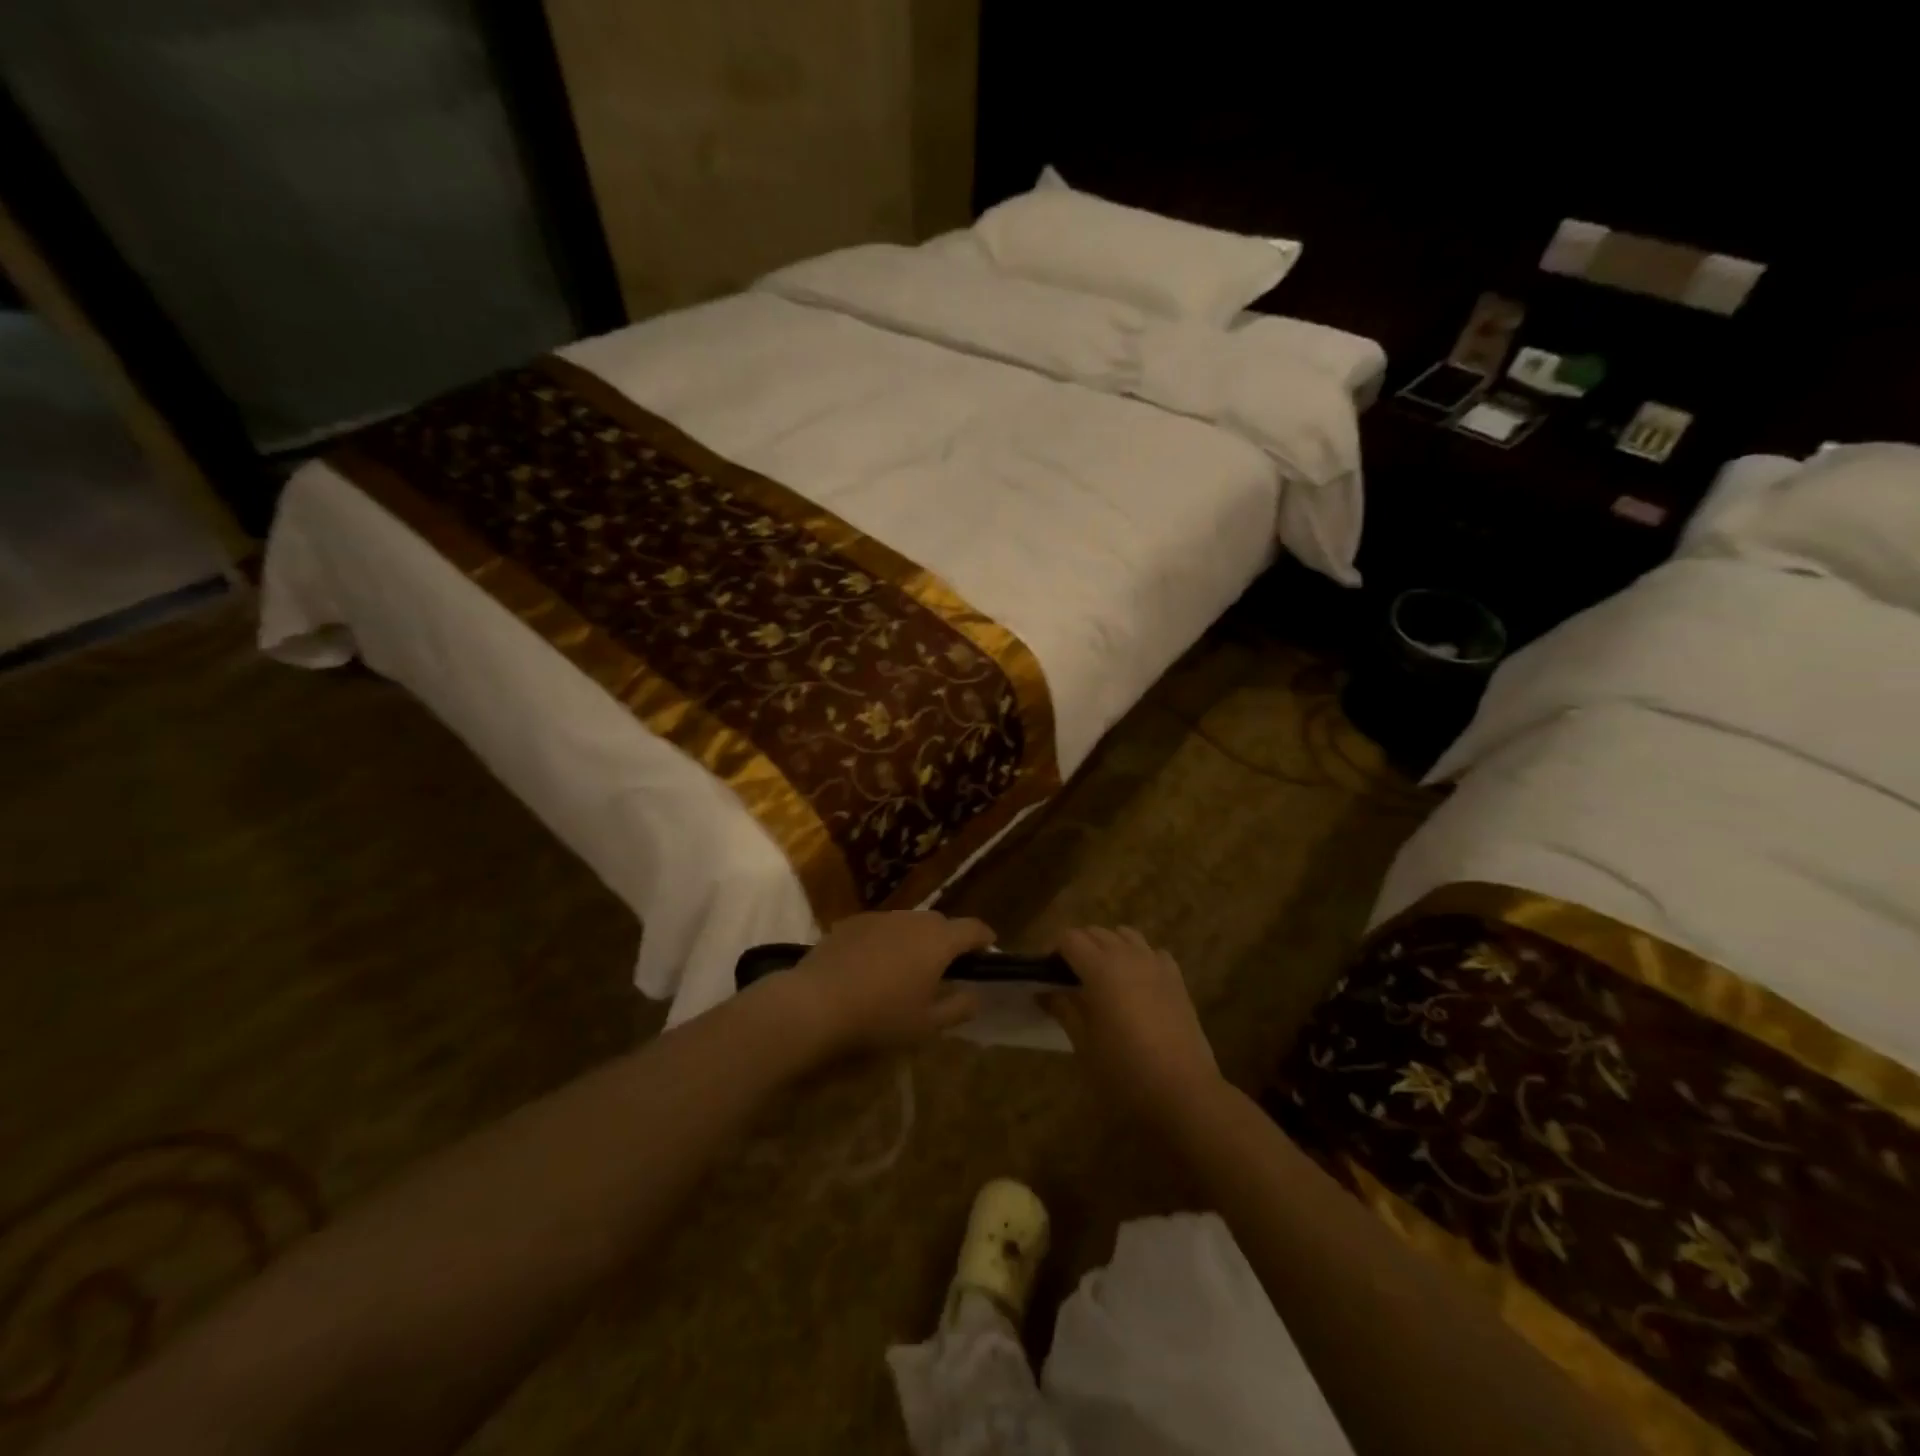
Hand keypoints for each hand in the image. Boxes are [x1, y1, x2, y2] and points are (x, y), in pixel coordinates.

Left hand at [772, 911, 991, 1057]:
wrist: (815, 1004)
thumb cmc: (880, 1017)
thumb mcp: (927, 1025)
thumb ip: (958, 1007)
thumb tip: (975, 994)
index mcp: (938, 941)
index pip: (973, 929)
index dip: (985, 939)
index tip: (989, 950)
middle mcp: (912, 919)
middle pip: (940, 924)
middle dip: (948, 941)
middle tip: (946, 968)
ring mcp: (880, 917)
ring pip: (909, 923)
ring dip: (916, 940)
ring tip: (907, 968)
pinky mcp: (851, 922)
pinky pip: (881, 928)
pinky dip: (887, 941)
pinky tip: (873, 967)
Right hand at [1042, 927, 1221, 1124]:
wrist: (1184, 1092)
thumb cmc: (1124, 1071)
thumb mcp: (1084, 1044)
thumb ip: (1064, 1009)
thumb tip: (1045, 992)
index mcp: (1100, 968)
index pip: (1069, 938)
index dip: (1053, 950)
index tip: (1046, 973)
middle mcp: (1127, 956)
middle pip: (1096, 932)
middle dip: (1078, 946)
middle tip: (1068, 978)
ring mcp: (1156, 964)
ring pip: (1126, 935)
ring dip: (1109, 946)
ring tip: (1102, 975)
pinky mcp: (1177, 979)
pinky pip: (1153, 953)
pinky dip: (1139, 957)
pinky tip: (1137, 983)